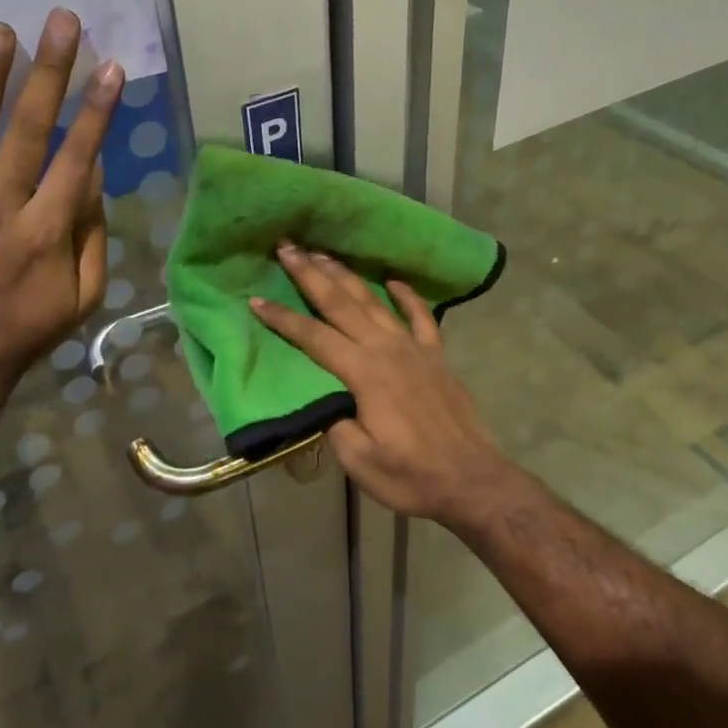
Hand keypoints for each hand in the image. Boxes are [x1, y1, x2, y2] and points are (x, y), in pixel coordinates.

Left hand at [0, 8, 122, 395]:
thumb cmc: (28, 328)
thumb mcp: (83, 294)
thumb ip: (91, 234)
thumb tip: (93, 173)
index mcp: (48, 232)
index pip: (77, 159)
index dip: (96, 112)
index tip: (110, 67)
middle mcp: (2, 212)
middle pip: (29, 134)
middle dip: (49, 74)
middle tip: (61, 21)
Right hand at [250, 244, 513, 527]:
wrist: (471, 480)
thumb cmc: (410, 475)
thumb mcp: (359, 460)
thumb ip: (335, 424)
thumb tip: (326, 403)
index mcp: (363, 373)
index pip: (313, 337)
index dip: (282, 318)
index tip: (255, 299)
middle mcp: (387, 349)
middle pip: (341, 303)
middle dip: (310, 274)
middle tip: (288, 247)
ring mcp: (415, 349)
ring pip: (374, 301)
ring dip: (347, 276)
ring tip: (324, 253)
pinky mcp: (436, 357)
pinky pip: (420, 316)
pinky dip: (406, 295)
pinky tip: (394, 280)